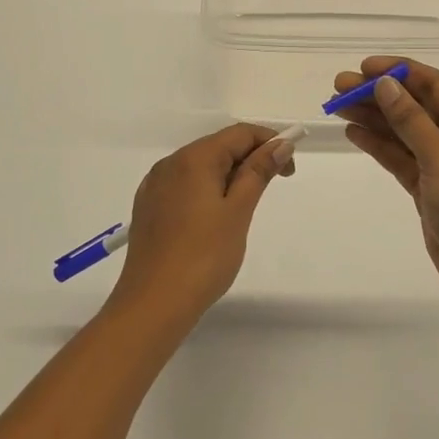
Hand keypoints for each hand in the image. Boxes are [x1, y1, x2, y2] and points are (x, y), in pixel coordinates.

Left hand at [110, 123, 295, 324]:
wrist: (153, 304)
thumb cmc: (204, 257)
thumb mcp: (239, 211)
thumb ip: (258, 172)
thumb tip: (280, 144)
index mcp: (194, 158)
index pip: (239, 133)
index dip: (269, 142)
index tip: (289, 169)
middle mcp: (170, 164)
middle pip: (218, 147)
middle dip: (250, 159)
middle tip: (273, 187)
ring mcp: (155, 186)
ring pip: (200, 167)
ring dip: (229, 176)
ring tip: (245, 208)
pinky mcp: (148, 208)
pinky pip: (184, 186)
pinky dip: (206, 190)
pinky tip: (214, 218)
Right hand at [331, 58, 438, 319]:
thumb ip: (409, 120)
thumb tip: (384, 84)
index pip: (432, 83)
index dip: (397, 71)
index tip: (362, 67)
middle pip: (414, 105)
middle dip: (378, 94)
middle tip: (338, 87)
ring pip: (402, 131)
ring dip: (373, 117)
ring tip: (337, 106)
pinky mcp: (428, 187)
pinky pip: (399, 157)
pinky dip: (378, 145)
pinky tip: (354, 133)